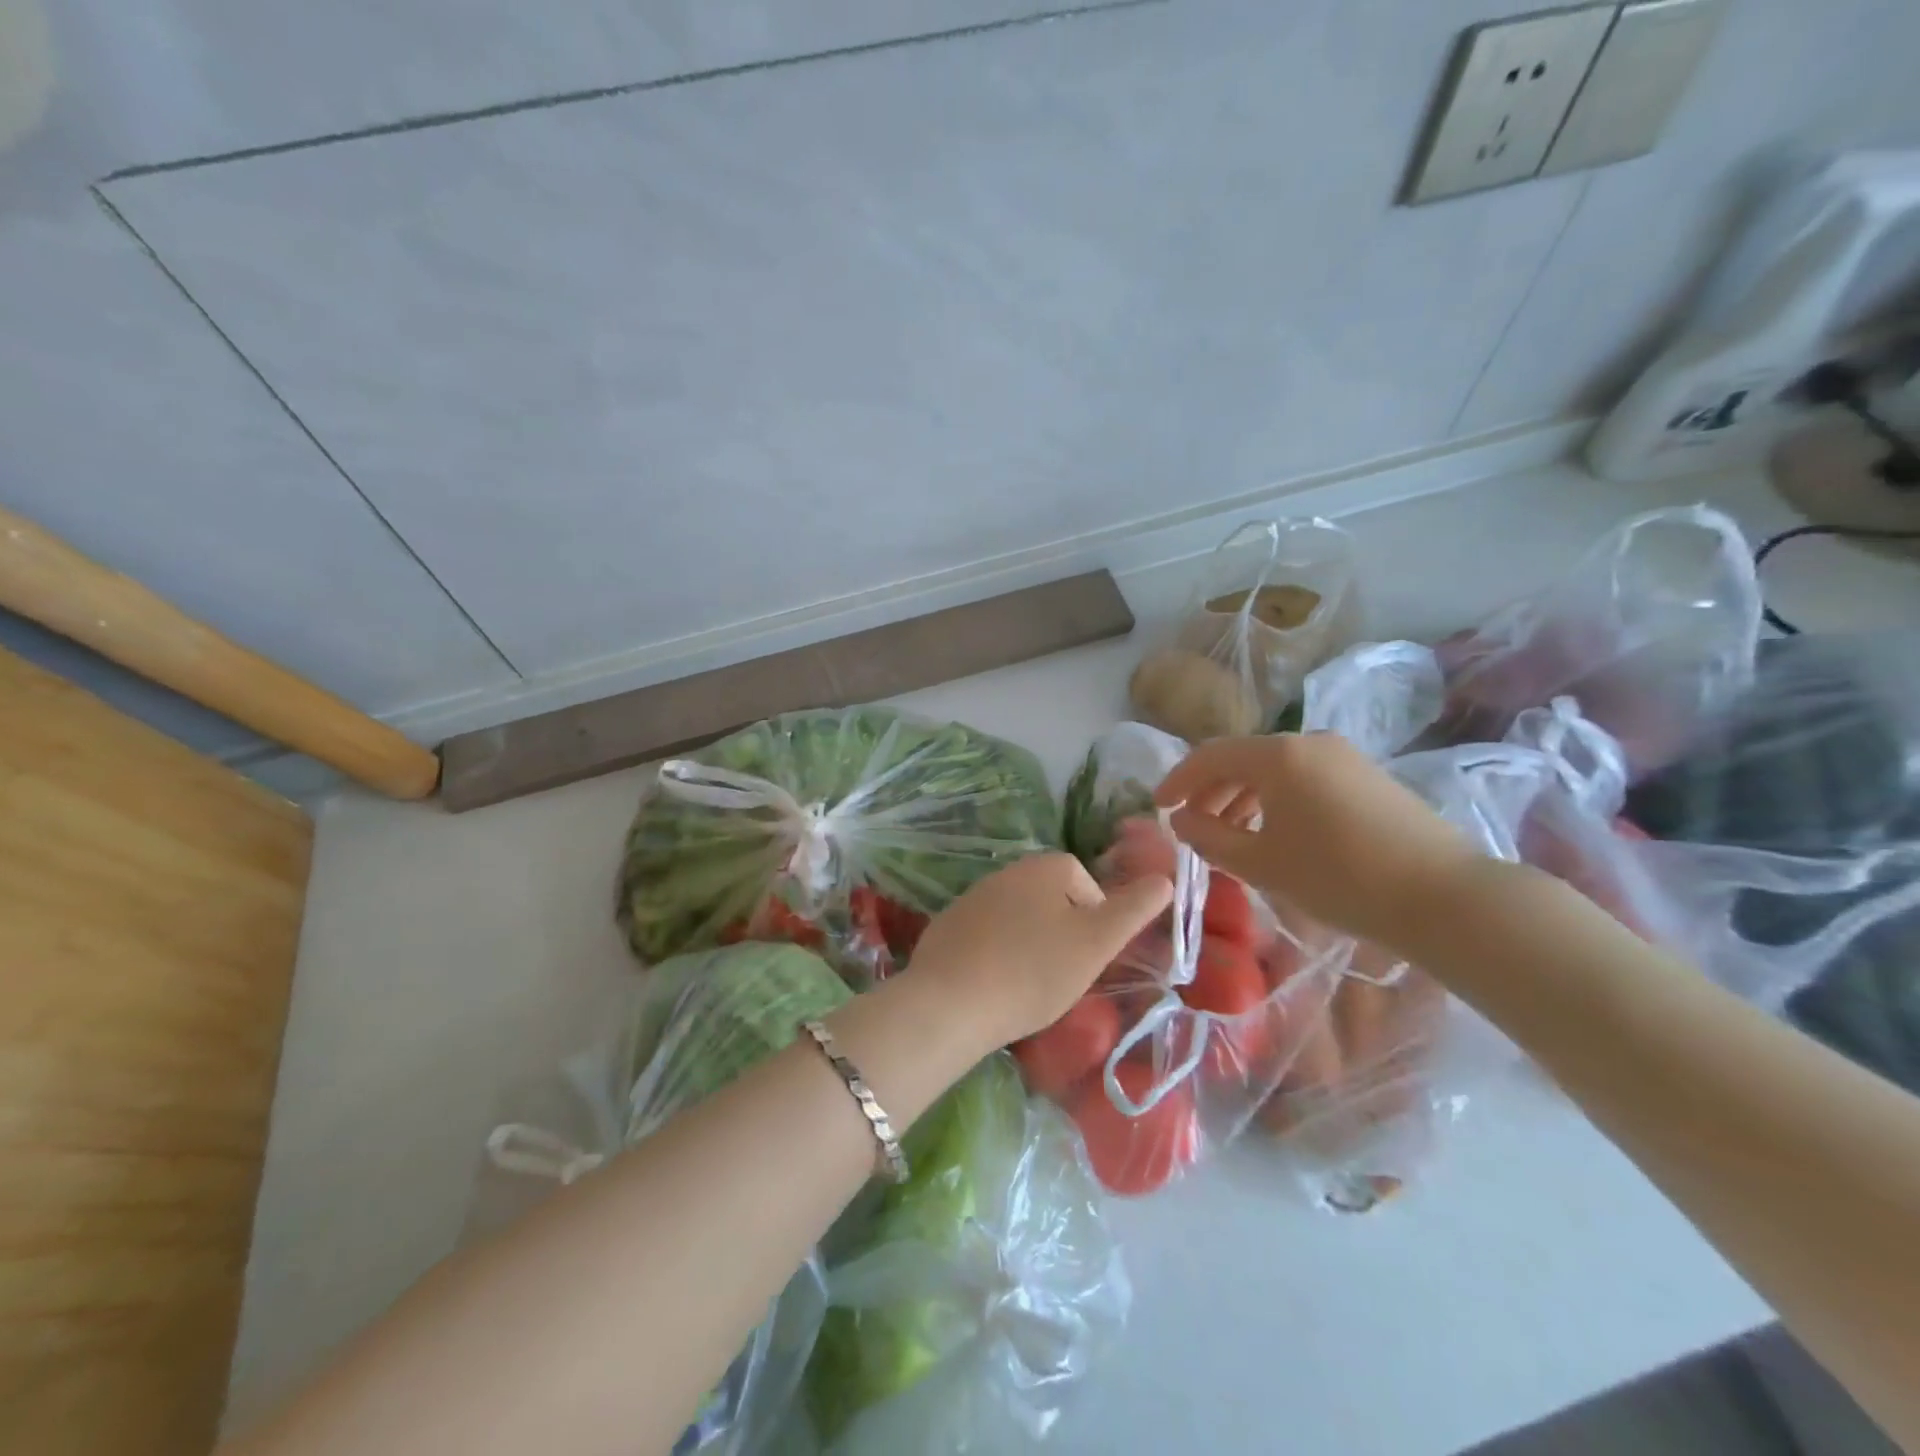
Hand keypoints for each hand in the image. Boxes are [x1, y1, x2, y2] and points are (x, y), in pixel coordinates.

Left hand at [906, 853, 1172, 1048]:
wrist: (951, 1002)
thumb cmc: (1034, 970)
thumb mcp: (1097, 942)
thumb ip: (1134, 909)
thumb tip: (1165, 878)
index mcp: (1043, 867)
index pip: (1084, 881)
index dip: (1095, 919)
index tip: (1091, 956)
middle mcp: (1006, 871)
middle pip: (1051, 898)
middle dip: (1063, 931)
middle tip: (1064, 973)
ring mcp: (972, 897)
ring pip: (1019, 917)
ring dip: (1031, 943)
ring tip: (1031, 984)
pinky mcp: (948, 925)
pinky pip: (987, 935)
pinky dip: (997, 954)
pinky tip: (996, 986)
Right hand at [1154, 734, 1481, 950]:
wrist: (1443, 896)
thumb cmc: (1339, 877)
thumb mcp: (1261, 863)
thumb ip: (1210, 837)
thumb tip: (1180, 819)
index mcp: (1278, 755)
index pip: (1210, 756)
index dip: (1178, 780)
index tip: (1158, 806)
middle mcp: (1308, 742)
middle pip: (1242, 759)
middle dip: (1210, 790)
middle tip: (1191, 824)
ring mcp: (1343, 756)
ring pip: (1275, 769)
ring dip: (1242, 796)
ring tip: (1229, 834)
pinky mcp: (1367, 776)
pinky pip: (1304, 778)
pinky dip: (1276, 799)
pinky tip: (1275, 833)